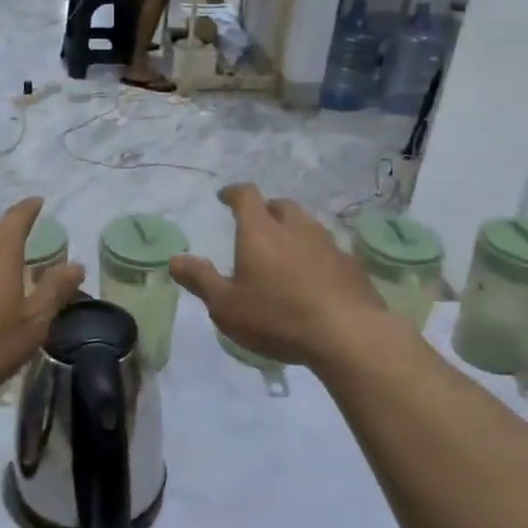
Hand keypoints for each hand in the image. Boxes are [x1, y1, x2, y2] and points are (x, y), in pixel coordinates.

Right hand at [171, 184, 396, 371]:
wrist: (348, 335)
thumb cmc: (277, 317)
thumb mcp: (227, 306)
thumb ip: (200, 280)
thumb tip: (175, 259)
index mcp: (260, 232)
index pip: (246, 196)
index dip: (233, 193)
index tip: (224, 196)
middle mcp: (296, 229)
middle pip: (281, 206)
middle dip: (267, 210)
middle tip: (257, 224)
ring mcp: (328, 245)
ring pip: (308, 226)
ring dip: (294, 231)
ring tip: (285, 251)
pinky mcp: (352, 266)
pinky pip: (329, 250)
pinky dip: (316, 255)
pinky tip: (314, 277)